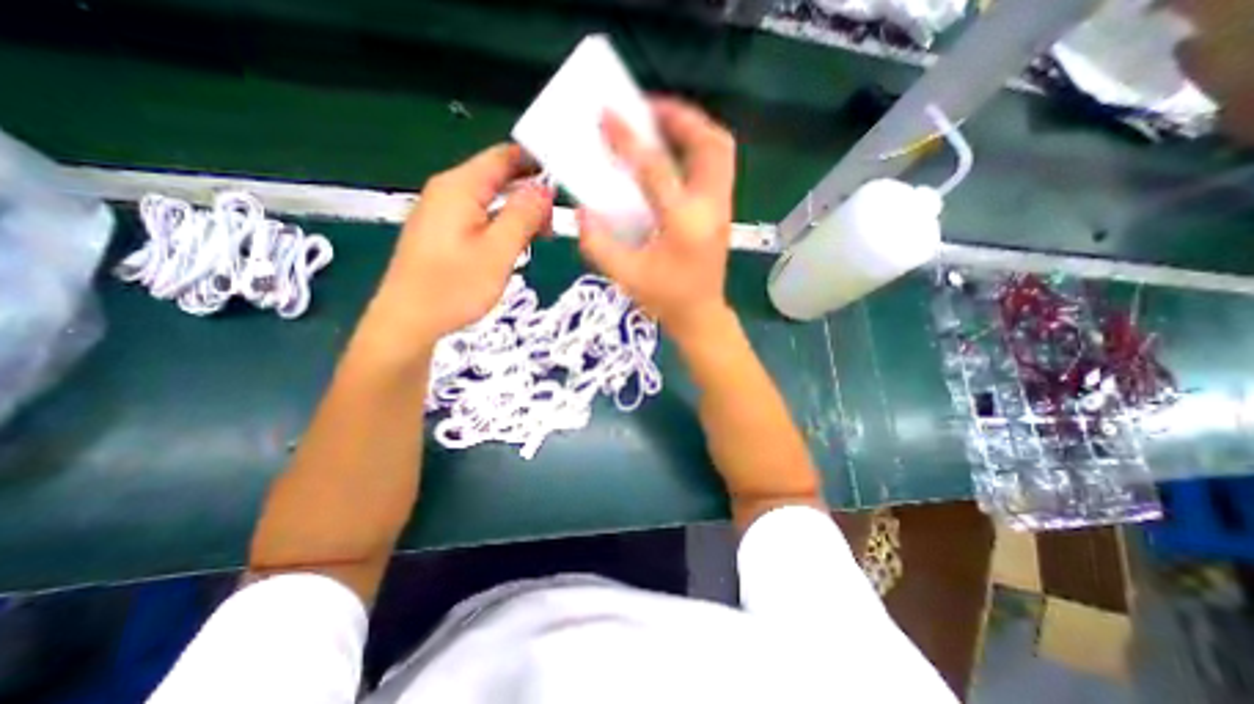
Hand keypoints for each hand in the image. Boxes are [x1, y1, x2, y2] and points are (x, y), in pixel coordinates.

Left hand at [369, 143, 552, 342]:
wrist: (408, 322)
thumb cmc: (454, 288)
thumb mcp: (498, 251)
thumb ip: (523, 215)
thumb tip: (545, 189)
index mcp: (459, 187)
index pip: (504, 156)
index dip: (536, 161)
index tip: (566, 179)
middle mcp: (448, 191)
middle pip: (498, 177)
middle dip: (531, 193)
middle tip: (554, 222)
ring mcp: (442, 212)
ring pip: (491, 199)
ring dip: (519, 212)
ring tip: (541, 237)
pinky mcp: (442, 232)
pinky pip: (480, 216)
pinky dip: (503, 225)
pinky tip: (516, 245)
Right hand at [577, 97, 737, 341]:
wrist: (700, 315)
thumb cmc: (665, 299)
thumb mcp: (625, 276)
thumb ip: (598, 243)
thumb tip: (583, 209)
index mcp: (683, 223)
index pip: (656, 168)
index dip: (629, 139)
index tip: (607, 115)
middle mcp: (710, 207)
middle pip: (710, 144)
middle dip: (680, 117)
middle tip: (648, 110)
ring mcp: (723, 207)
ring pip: (720, 150)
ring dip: (693, 129)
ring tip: (662, 125)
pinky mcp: (723, 211)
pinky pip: (717, 165)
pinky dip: (698, 148)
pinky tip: (673, 156)